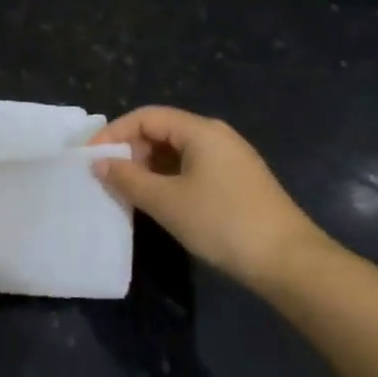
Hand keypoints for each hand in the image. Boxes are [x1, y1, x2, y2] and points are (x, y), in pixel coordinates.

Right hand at [92, 106, 330, 290]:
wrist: (287, 260)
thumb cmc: (221, 222)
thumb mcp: (166, 201)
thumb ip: (128, 179)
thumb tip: (99, 163)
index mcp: (201, 131)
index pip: (147, 117)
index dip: (114, 133)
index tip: (90, 158)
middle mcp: (216, 136)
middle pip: (162, 130)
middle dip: (130, 150)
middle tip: (106, 177)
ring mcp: (230, 159)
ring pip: (177, 152)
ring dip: (147, 167)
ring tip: (126, 191)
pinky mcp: (236, 182)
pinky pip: (191, 168)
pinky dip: (167, 178)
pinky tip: (157, 201)